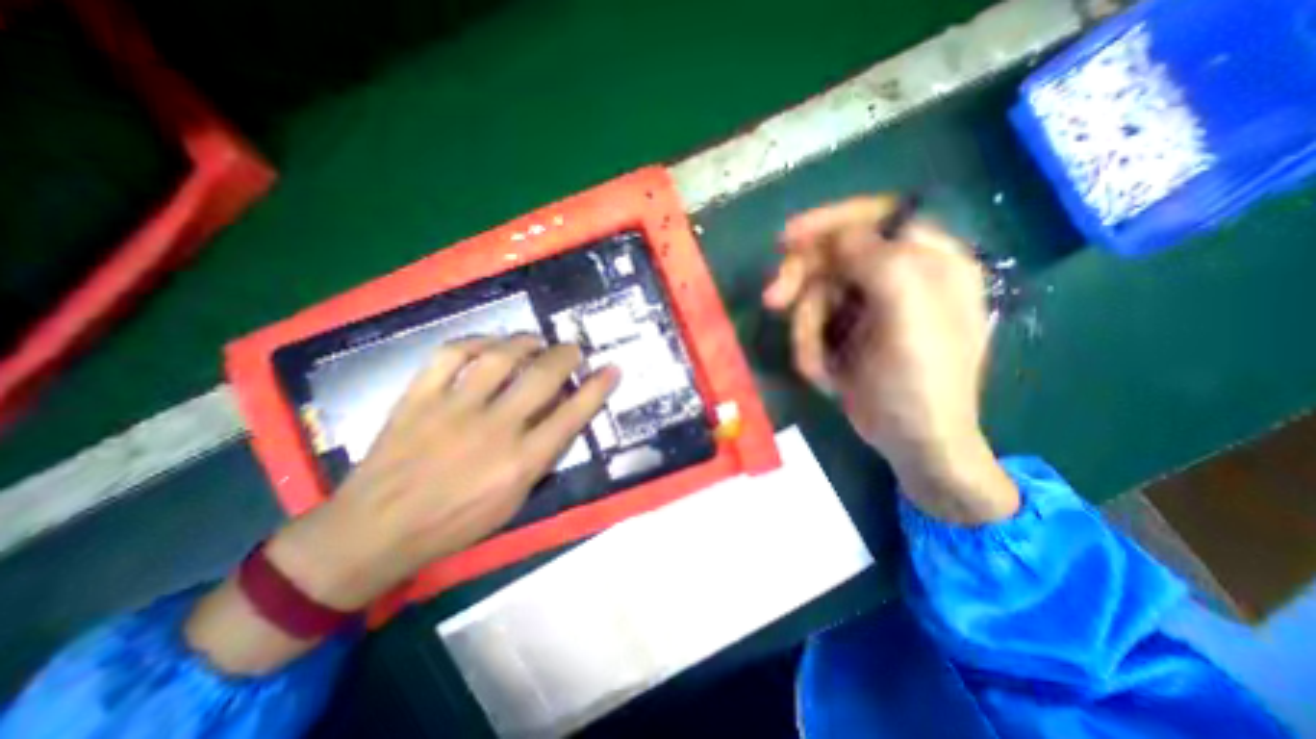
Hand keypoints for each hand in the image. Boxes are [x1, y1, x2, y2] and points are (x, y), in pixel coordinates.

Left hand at [268, 335, 622, 610]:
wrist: (374, 530)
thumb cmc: (454, 524)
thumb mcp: (513, 502)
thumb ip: (540, 459)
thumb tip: (559, 420)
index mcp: (520, 463)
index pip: (572, 415)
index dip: (598, 388)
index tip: (612, 368)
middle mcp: (494, 430)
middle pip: (541, 377)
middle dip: (566, 356)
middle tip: (573, 349)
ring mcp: (453, 409)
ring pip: (499, 357)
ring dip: (525, 342)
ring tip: (535, 341)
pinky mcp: (418, 398)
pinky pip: (450, 355)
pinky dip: (474, 342)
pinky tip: (487, 345)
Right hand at [761, 193, 1014, 522]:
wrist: (913, 441)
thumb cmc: (919, 378)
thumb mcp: (907, 310)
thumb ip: (878, 259)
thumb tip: (839, 237)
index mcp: (929, 261)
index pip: (876, 217)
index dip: (830, 222)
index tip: (787, 239)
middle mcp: (898, 277)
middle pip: (835, 257)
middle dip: (802, 281)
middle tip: (773, 301)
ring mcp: (870, 308)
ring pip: (816, 296)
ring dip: (806, 328)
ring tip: (818, 365)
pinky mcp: (849, 333)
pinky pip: (814, 327)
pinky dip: (810, 349)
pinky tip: (826, 375)